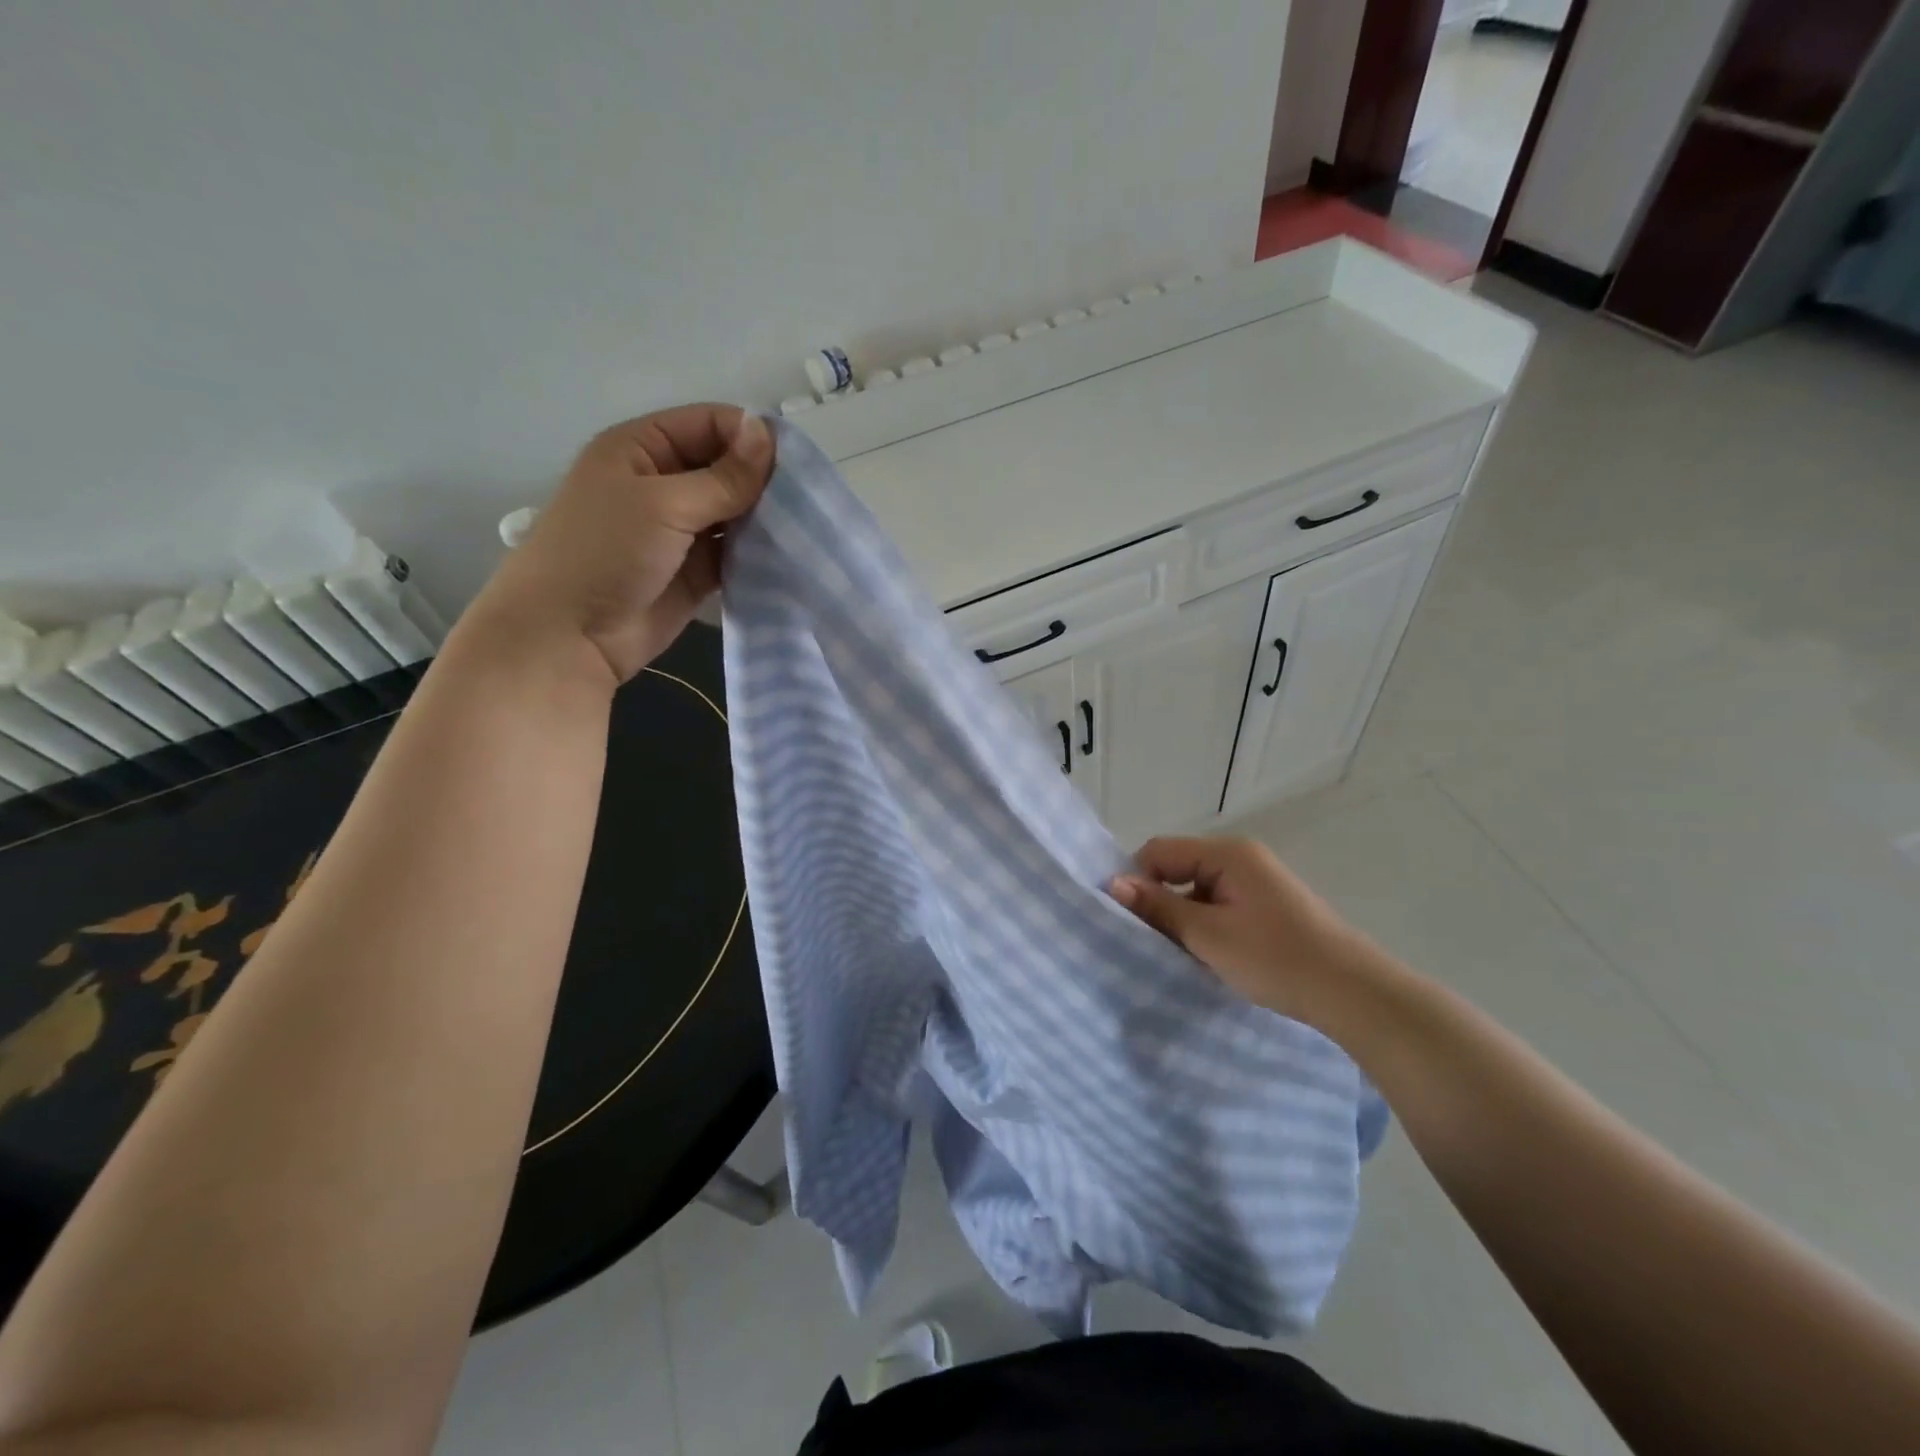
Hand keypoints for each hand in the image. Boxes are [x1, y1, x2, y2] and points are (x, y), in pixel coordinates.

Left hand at [473, 405, 775, 682]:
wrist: (571, 636)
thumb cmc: (605, 553)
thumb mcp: (663, 504)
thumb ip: (722, 477)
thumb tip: (767, 433)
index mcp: (643, 449)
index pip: (708, 424)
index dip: (750, 436)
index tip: (794, 463)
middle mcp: (664, 483)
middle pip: (726, 467)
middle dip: (763, 480)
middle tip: (807, 500)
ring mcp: (682, 530)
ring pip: (736, 512)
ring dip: (765, 518)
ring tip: (805, 529)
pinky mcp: (697, 571)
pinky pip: (737, 552)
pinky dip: (759, 553)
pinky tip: (790, 556)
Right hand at [1109, 836, 1388, 1030]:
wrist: (1352, 993)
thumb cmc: (1275, 958)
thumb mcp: (1208, 934)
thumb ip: (1158, 907)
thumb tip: (1112, 883)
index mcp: (1227, 853)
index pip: (1159, 852)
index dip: (1137, 881)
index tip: (1128, 921)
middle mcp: (1241, 858)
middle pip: (1178, 869)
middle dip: (1160, 903)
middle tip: (1151, 942)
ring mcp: (1257, 882)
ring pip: (1197, 892)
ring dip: (1184, 919)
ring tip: (1181, 955)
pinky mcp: (1267, 907)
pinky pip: (1220, 906)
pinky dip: (1207, 927)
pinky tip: (1210, 957)